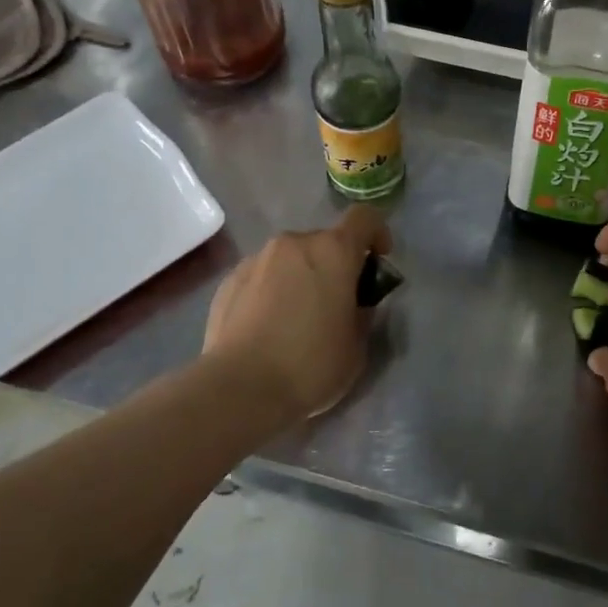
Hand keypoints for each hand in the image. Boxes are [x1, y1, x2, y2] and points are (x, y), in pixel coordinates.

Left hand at [203, 205, 393, 419]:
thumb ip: (362, 313)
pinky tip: (268, 328)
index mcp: (333, 252)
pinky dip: (272, 291)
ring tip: (298, 318)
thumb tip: (354, 303)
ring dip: (301, 277)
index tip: (378, 261)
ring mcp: (256, 260)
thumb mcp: (356, 346)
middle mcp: (293, 244)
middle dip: (335, 264)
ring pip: (290, 259)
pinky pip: (262, 277)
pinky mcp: (228, 281)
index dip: (377, 233)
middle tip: (337, 303)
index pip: (364, 218)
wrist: (240, 388)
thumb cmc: (311, 365)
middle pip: (324, 242)